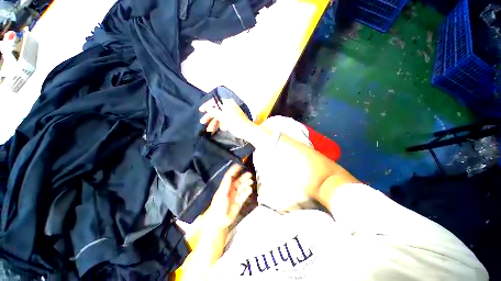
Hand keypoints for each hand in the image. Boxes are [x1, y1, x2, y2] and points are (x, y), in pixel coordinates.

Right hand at [199, 98, 253, 138]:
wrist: (247, 131)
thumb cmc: (235, 122)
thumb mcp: (223, 116)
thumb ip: (214, 111)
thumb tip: (208, 108)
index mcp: (228, 103)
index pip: (215, 102)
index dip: (207, 106)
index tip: (201, 111)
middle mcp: (230, 106)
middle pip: (217, 110)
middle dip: (210, 117)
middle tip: (202, 122)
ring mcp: (232, 113)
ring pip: (220, 117)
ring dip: (215, 123)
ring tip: (210, 130)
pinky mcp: (234, 119)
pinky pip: (225, 120)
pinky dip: (222, 124)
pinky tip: (223, 129)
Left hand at [206, 164, 252, 227]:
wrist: (218, 220)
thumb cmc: (218, 205)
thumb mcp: (221, 193)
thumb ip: (226, 183)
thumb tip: (230, 174)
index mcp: (226, 186)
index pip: (231, 176)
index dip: (235, 171)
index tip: (240, 166)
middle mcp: (231, 190)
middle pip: (239, 181)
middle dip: (244, 177)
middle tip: (250, 175)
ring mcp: (236, 196)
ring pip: (242, 187)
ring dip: (246, 184)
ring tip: (250, 181)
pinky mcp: (239, 202)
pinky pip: (244, 195)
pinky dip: (247, 192)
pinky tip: (249, 189)